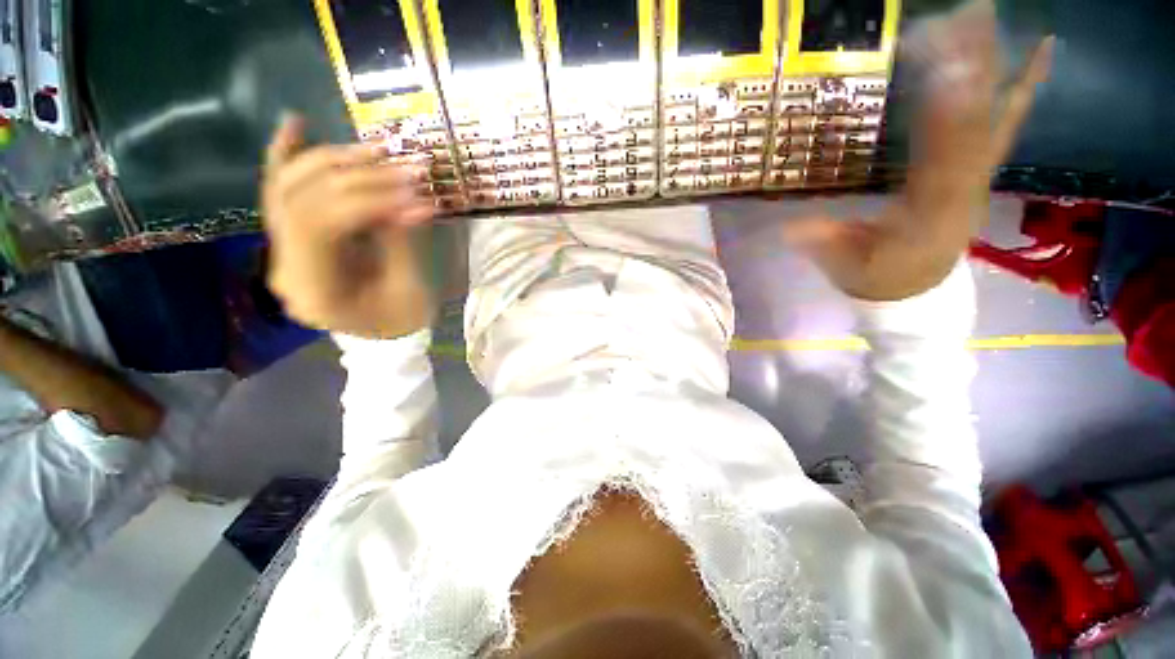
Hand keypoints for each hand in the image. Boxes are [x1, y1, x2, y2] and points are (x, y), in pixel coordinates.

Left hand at [262, 114, 434, 337]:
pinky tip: (295, 125)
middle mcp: (284, 265)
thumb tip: (413, 200)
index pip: (320, 226)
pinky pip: (280, 192)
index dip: (365, 200)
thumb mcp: (408, 289)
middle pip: (302, 200)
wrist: (380, 335)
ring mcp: (281, 249)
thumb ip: (400, 242)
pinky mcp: (290, 238)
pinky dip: (286, 157)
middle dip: (356, 177)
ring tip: (373, 148)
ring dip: (331, 161)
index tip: (411, 191)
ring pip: (288, 189)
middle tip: (401, 164)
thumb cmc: (400, 319)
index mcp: (313, 290)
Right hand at [785, 0, 1053, 301]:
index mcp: (930, 213)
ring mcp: (975, 177)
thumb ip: (824, 245)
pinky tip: (1041, 52)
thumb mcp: (846, 267)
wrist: (916, 293)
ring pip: (990, 117)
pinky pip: (1004, 126)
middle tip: (965, 14)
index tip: (938, 64)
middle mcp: (964, 188)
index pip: (942, 156)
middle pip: (973, 126)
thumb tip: (789, 227)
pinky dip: (1023, 89)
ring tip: (984, 17)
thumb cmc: (878, 280)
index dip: (943, 112)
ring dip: (990, 67)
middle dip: (971, 71)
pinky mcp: (974, 171)